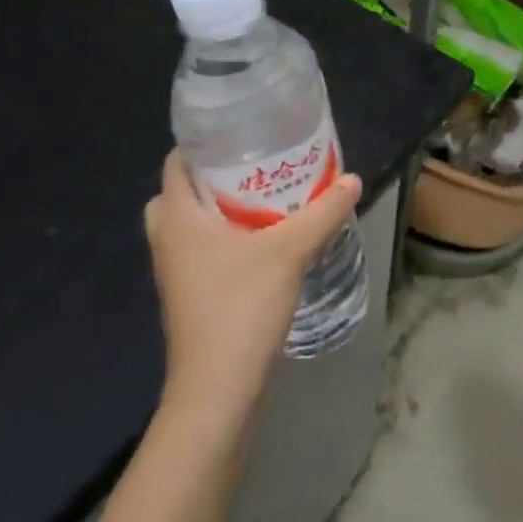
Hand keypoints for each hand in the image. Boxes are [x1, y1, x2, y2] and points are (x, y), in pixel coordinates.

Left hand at [144, 150, 362, 417]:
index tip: (244, 130)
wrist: (217, 391)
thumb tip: (353, 179)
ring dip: (221, 207)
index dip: (205, 141)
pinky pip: (202, 248)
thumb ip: (322, 212)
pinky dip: (224, 235)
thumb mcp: (289, 252)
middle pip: (182, 191)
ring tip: (265, 195)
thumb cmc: (241, 308)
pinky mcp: (191, 294)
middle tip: (256, 163)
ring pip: (192, 222)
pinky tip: (264, 237)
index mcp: (179, 218)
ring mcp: (177, 271)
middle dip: (215, 174)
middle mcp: (169, 239)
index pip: (177, 162)